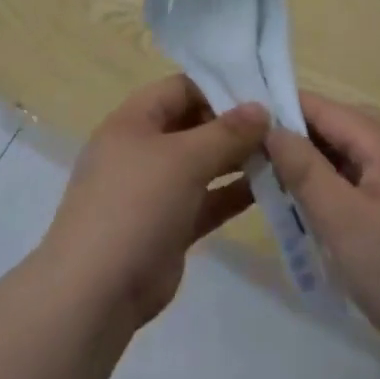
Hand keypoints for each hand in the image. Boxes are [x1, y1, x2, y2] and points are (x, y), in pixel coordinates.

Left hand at [39, 75, 270, 329]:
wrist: (96, 292)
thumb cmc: (136, 205)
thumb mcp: (184, 159)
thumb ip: (226, 132)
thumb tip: (261, 108)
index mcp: (133, 121)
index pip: (179, 88)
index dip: (218, 87)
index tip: (261, 94)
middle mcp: (142, 150)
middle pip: (193, 124)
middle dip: (234, 125)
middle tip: (280, 126)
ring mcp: (154, 190)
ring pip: (202, 164)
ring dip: (238, 159)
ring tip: (283, 155)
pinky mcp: (168, 226)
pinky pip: (206, 199)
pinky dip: (233, 193)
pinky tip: (270, 189)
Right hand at [266, 93, 379, 365]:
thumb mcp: (340, 219)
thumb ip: (304, 169)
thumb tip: (272, 128)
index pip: (326, 108)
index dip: (284, 109)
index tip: (244, 122)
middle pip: (342, 127)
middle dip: (300, 137)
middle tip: (258, 158)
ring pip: (355, 155)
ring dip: (319, 163)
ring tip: (281, 183)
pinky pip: (369, 179)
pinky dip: (340, 185)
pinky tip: (320, 209)